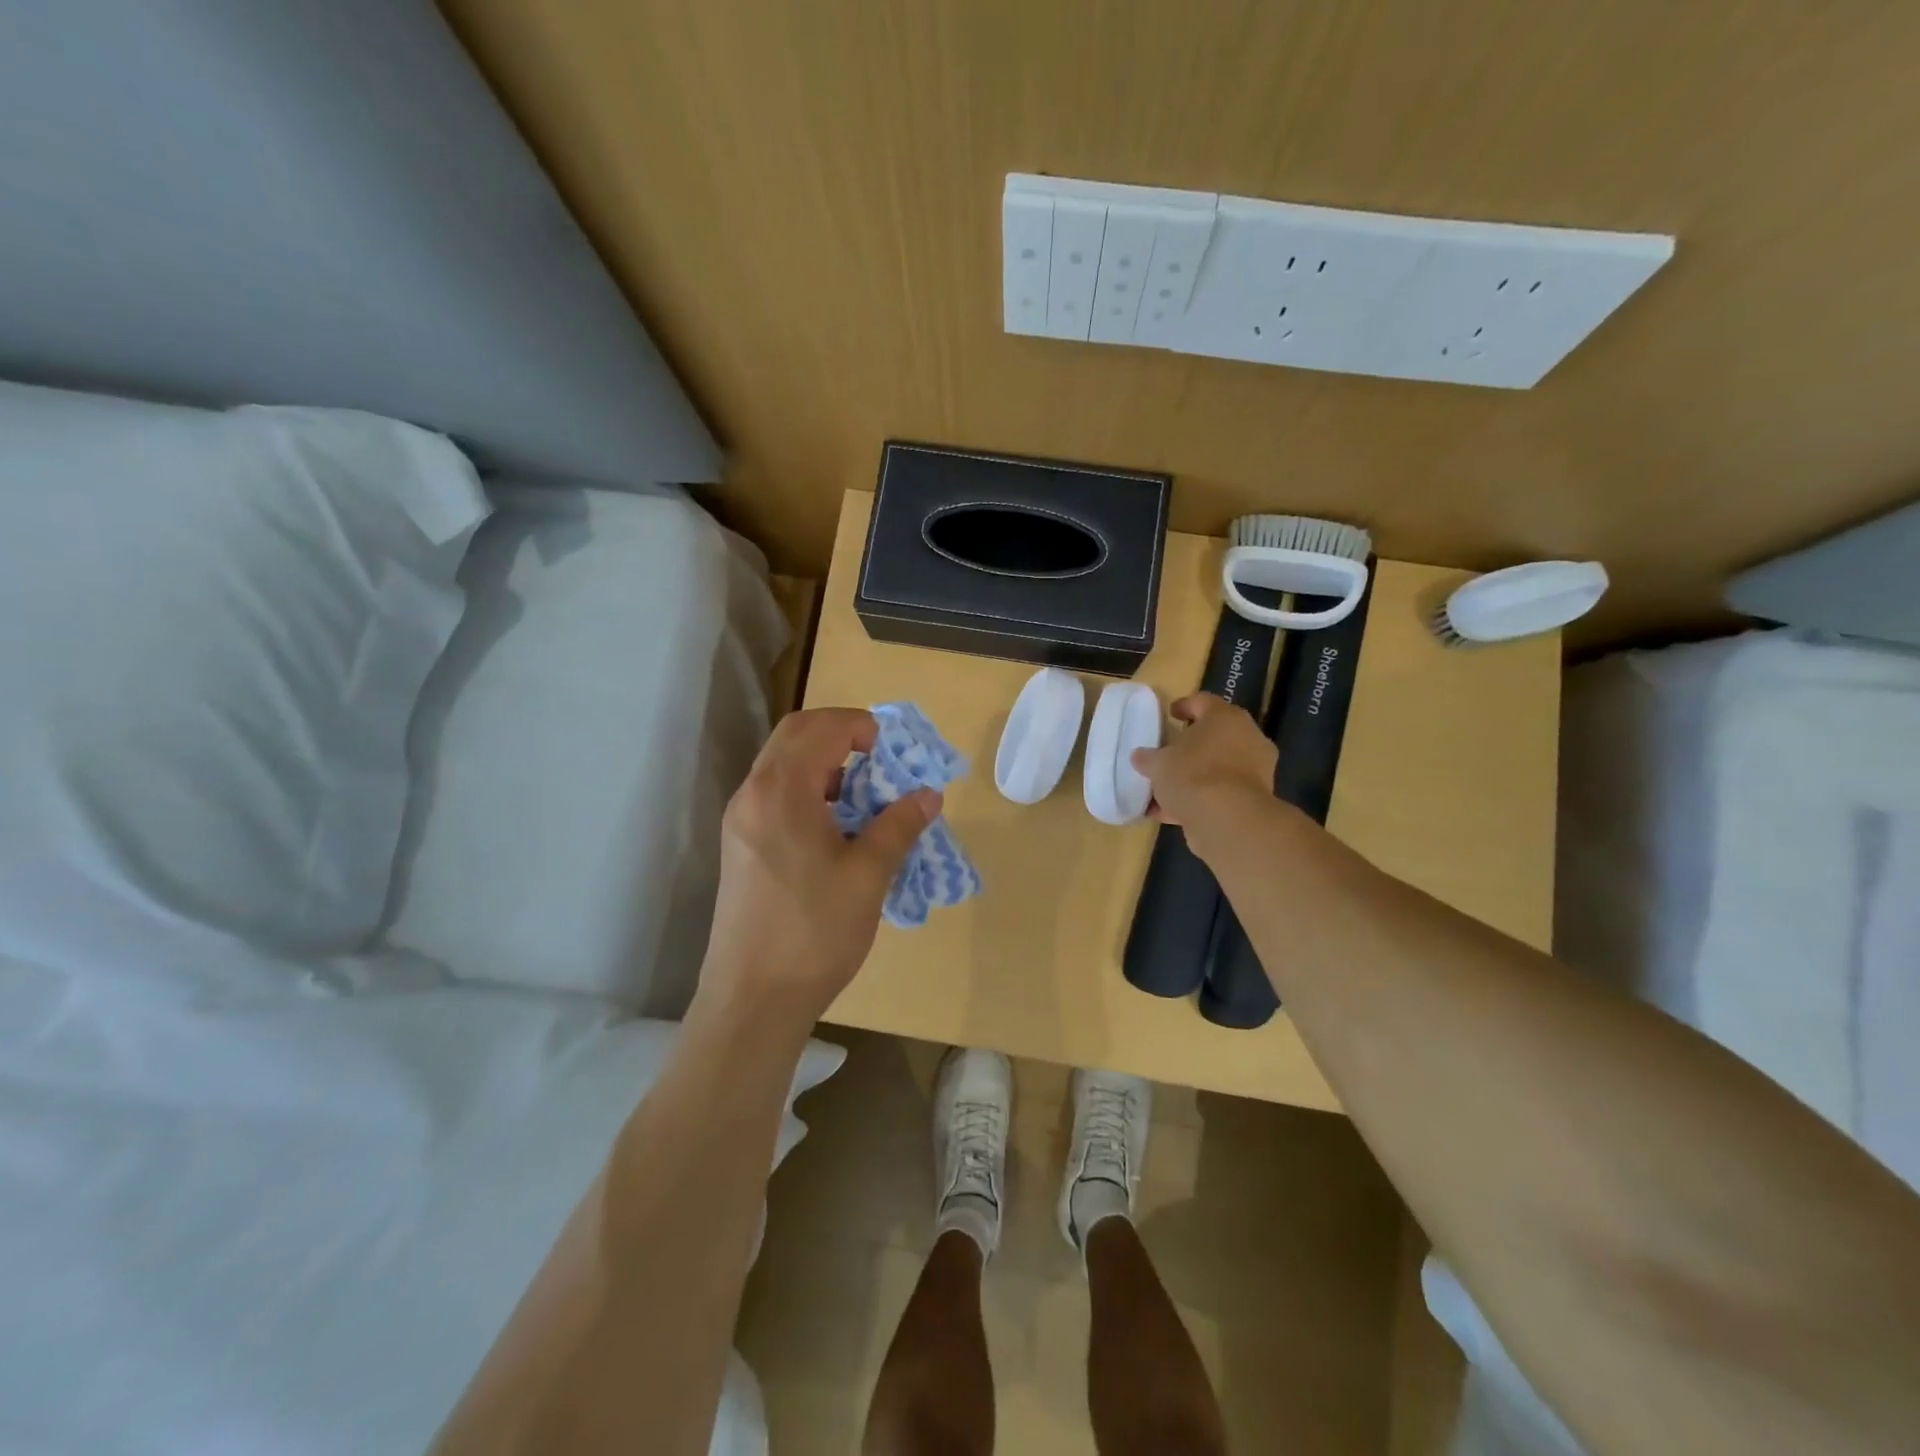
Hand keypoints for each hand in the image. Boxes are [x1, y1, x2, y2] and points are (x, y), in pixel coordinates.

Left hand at [698, 708, 939, 1027]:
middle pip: (795, 735)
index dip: (862, 726)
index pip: (822, 727)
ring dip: (824, 763)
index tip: (894, 752)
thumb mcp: (868, 875)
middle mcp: (753, 793)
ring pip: (782, 764)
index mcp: (781, 790)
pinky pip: (774, 794)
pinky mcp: (739, 845)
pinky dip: (807, 790)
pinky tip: (835, 827)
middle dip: (841, 735)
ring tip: (863, 798)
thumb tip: (928, 794)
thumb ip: (898, 825)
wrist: (753, 998)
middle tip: (880, 762)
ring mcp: (740, 820)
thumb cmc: (814, 931)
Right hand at [1131, 693, 1276, 830]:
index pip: (1203, 702)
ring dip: (1196, 775)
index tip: (1170, 714)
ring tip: (1168, 788)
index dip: (1184, 706)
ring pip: (1219, 766)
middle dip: (1192, 745)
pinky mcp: (1255, 799)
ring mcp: (1256, 769)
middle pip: (1216, 735)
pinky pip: (1222, 792)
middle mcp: (1247, 737)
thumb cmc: (1192, 775)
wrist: (1228, 819)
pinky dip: (1201, 799)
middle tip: (1171, 751)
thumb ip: (1148, 757)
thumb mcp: (1158, 763)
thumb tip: (1140, 756)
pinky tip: (1172, 813)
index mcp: (1225, 717)